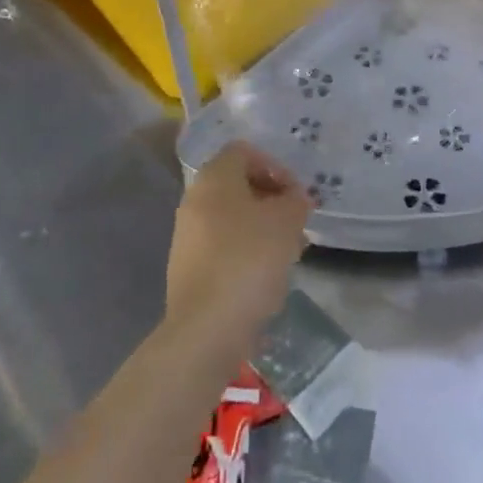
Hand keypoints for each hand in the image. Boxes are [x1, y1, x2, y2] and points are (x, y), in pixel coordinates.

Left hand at [166, 143, 311, 357]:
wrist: (205, 330)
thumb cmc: (248, 260)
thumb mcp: (287, 221)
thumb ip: (295, 201)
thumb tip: (293, 199)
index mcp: (214, 178)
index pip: (245, 151)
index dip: (275, 166)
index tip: (294, 195)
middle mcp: (194, 200)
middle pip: (238, 185)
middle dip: (271, 200)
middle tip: (295, 223)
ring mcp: (187, 236)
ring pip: (232, 218)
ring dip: (261, 228)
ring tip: (286, 253)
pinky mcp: (188, 270)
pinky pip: (222, 247)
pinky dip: (245, 253)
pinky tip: (265, 277)